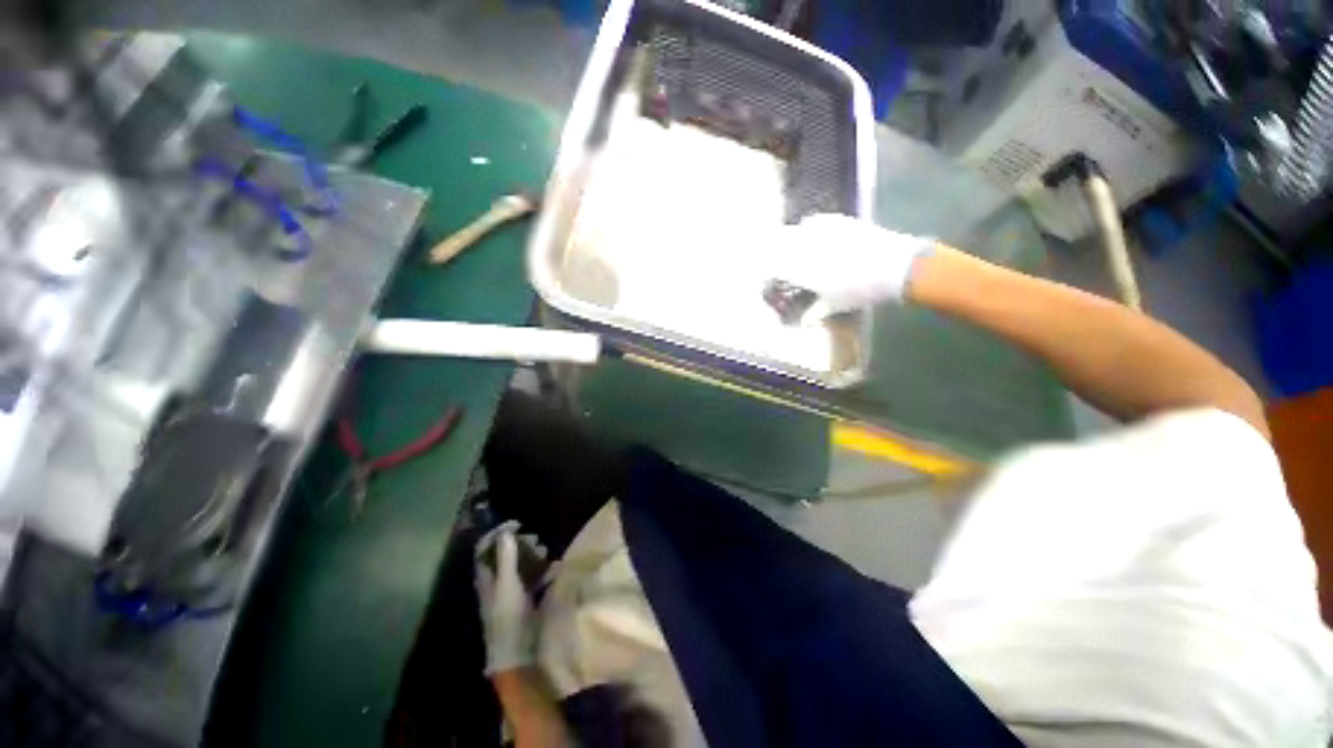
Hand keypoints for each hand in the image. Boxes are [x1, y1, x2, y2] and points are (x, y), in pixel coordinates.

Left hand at [475, 521, 545, 675]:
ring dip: (532, 554)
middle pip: (503, 554)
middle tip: (536, 539)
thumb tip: (507, 531)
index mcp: (485, 577)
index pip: (484, 548)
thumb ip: (506, 557)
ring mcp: (508, 591)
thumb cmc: (508, 617)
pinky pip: (531, 577)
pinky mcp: (522, 600)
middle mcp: (494, 582)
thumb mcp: (508, 584)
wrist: (517, 655)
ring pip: (518, 564)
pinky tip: (553, 569)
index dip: (498, 533)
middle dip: (519, 543)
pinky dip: (541, 569)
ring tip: (546, 552)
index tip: (518, 524)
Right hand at [769, 214, 934, 319]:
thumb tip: (803, 322)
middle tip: (776, 260)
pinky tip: (811, 233)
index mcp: (803, 270)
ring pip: (793, 231)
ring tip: (791, 247)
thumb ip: (815, 312)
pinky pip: (812, 222)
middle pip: (778, 244)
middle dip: (772, 251)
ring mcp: (822, 232)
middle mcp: (807, 248)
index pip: (774, 265)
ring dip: (788, 239)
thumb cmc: (861, 291)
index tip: (768, 274)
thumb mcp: (836, 305)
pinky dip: (807, 228)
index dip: (767, 269)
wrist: (895, 266)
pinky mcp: (836, 221)